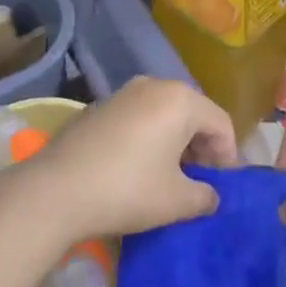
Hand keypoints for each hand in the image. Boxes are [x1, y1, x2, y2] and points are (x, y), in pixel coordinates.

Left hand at [27, 77, 238, 240]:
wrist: (57, 188)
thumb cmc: (128, 190)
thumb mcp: (176, 201)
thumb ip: (204, 196)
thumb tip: (211, 195)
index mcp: (181, 100)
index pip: (220, 122)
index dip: (228, 156)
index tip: (223, 187)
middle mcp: (155, 85)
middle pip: (193, 112)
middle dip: (202, 146)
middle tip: (200, 182)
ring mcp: (124, 93)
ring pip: (164, 113)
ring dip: (175, 141)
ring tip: (170, 177)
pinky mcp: (100, 106)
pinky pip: (139, 117)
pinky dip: (149, 137)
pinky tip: (138, 168)